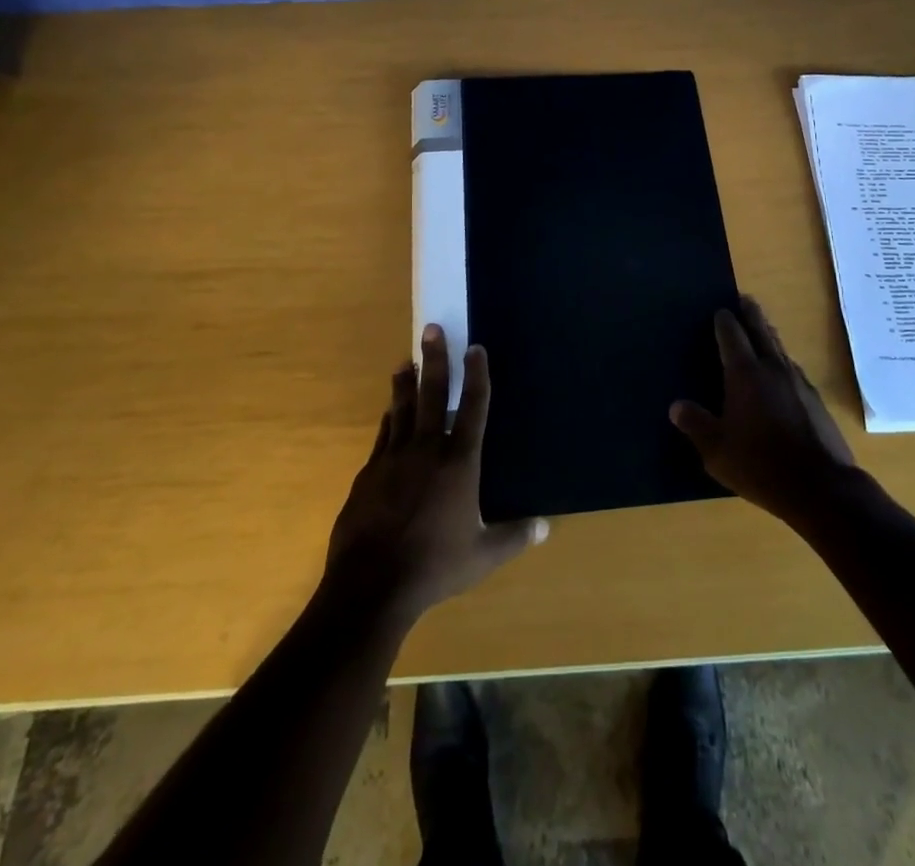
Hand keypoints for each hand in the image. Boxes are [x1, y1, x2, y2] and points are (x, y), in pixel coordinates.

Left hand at [325, 326, 546, 624]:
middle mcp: (427, 449)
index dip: (478, 375)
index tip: (476, 348)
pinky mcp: (369, 473)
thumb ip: (514, 537)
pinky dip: (389, 418)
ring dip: (406, 383)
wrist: (370, 585)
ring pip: (402, 409)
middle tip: (432, 329)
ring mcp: (393, 458)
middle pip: (433, 394)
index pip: (474, 408)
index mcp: (459, 462)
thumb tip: (545, 526)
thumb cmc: (434, 566)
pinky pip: (383, 435)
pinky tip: (389, 412)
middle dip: (436, 359)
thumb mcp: (482, 556)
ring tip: (406, 362)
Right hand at [670, 295, 858, 524]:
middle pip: (761, 330)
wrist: (821, 488)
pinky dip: (781, 360)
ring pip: (780, 347)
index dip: (724, 320)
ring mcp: (798, 382)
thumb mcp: (717, 451)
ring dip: (768, 334)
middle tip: (744, 299)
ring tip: (761, 328)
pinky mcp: (815, 399)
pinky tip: (780, 372)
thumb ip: (696, 425)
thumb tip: (676, 406)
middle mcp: (772, 368)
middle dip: (751, 313)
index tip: (719, 310)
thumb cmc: (761, 465)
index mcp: (745, 374)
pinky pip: (792, 368)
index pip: (732, 335)